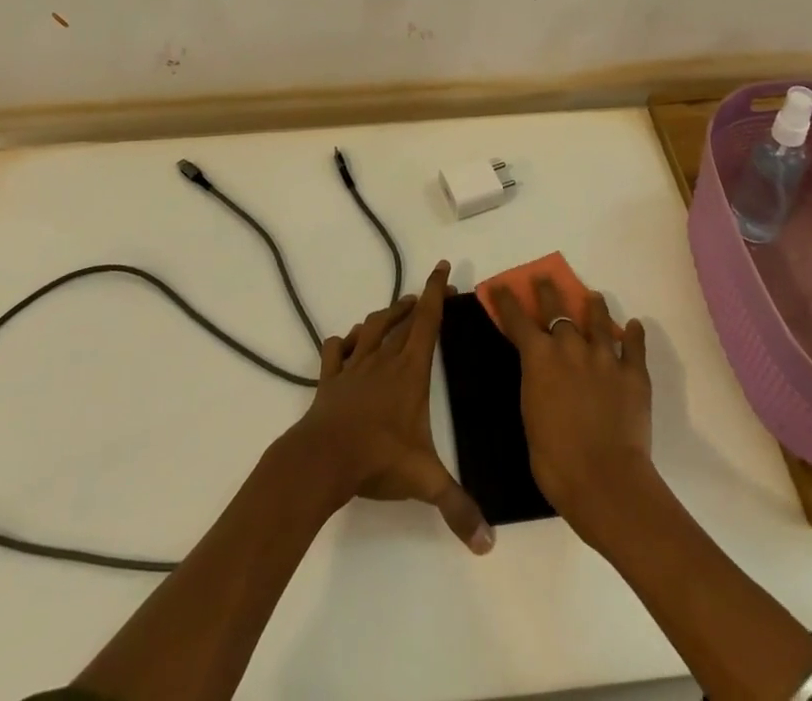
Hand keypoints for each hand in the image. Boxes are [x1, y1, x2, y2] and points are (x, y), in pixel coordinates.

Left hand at [284, 260, 492, 554]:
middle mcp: (383, 358)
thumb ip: (457, 507)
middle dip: (419, 301)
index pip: (428, 321)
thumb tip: (488, 544)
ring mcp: (354, 365)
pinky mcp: (330, 378)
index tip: (443, 266)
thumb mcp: (424, 480)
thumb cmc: (377, 458)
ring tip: (397, 310)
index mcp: (409, 370)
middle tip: (431, 294)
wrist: (322, 458)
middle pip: (402, 318)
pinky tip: (347, 343)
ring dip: (386, 315)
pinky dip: (343, 342)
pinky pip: (336, 350)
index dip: (437, 292)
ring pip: (371, 326)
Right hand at [491, 279, 654, 548]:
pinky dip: (634, 334)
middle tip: (545, 278)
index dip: (507, 300)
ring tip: (594, 297)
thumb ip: (536, 384)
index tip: (501, 285)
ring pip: (599, 319)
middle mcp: (571, 347)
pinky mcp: (634, 373)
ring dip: (594, 306)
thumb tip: (541, 374)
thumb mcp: (530, 415)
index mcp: (539, 357)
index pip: (518, 319)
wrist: (605, 480)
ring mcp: (605, 357)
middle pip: (557, 308)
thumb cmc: (555, 460)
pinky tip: (635, 326)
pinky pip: (635, 346)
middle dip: (548, 290)